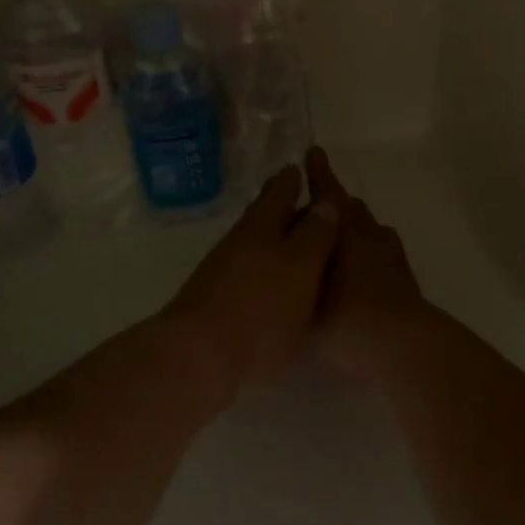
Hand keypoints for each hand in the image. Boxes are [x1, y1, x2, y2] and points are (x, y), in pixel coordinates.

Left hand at [161, 165, 340, 393]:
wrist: (200, 356)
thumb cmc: (261, 310)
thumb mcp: (300, 268)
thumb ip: (314, 236)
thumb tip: (325, 204)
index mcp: (263, 227)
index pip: (280, 193)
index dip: (291, 181)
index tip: (298, 168)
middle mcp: (241, 241)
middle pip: (263, 214)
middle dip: (279, 202)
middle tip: (293, 193)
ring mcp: (224, 269)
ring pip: (253, 240)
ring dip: (270, 233)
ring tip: (289, 235)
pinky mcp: (215, 297)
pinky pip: (245, 267)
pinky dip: (261, 262)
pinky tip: (269, 276)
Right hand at [303, 147, 427, 380]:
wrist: (402, 349)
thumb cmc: (345, 319)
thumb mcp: (304, 297)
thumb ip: (291, 275)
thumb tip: (281, 262)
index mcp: (345, 229)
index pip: (328, 192)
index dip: (319, 173)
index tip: (313, 152)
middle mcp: (370, 234)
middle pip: (350, 210)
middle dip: (332, 208)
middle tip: (310, 213)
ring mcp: (391, 257)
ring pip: (369, 231)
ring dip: (352, 231)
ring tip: (332, 246)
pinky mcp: (404, 281)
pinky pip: (381, 256)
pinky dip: (367, 257)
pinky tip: (355, 277)